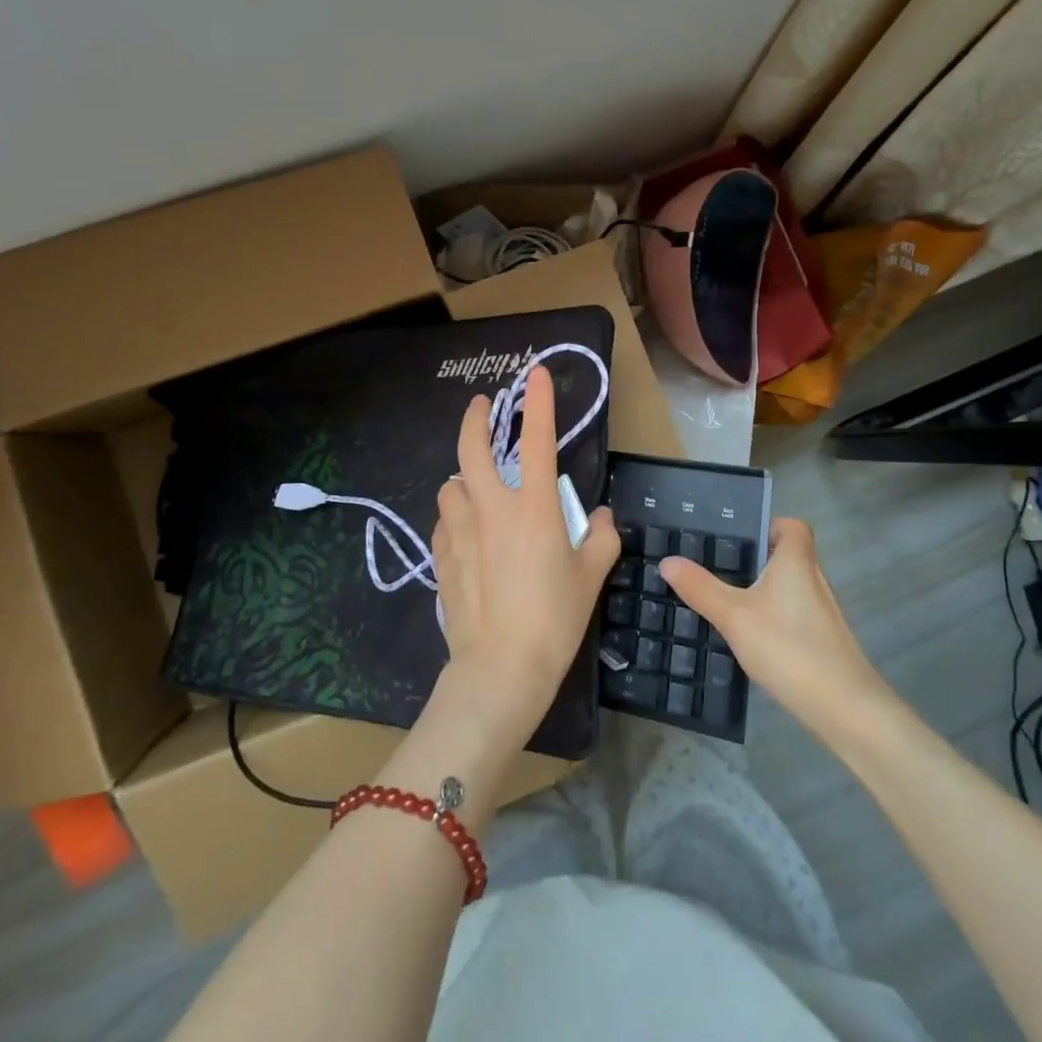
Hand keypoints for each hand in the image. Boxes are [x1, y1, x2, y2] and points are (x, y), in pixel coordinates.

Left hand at [431, 366, 620, 739]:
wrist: (500, 668)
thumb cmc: (554, 619)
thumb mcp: (591, 575)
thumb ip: (600, 537)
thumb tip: (598, 515)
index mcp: (533, 507)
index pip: (537, 440)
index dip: (538, 402)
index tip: (535, 373)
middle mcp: (491, 509)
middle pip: (471, 449)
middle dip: (474, 419)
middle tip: (481, 405)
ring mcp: (459, 532)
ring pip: (450, 486)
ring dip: (462, 478)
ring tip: (474, 486)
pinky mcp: (440, 558)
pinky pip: (443, 522)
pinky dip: (453, 517)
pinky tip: (465, 533)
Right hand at [661, 518, 887, 731]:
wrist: (842, 707)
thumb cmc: (788, 647)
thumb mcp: (733, 616)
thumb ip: (700, 588)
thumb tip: (668, 561)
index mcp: (796, 561)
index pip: (792, 526)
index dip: (768, 525)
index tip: (737, 538)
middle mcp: (813, 579)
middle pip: (786, 556)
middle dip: (754, 559)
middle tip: (717, 568)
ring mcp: (822, 612)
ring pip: (788, 587)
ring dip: (761, 590)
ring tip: (725, 600)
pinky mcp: (823, 639)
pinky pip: (792, 613)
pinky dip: (772, 616)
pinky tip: (748, 636)